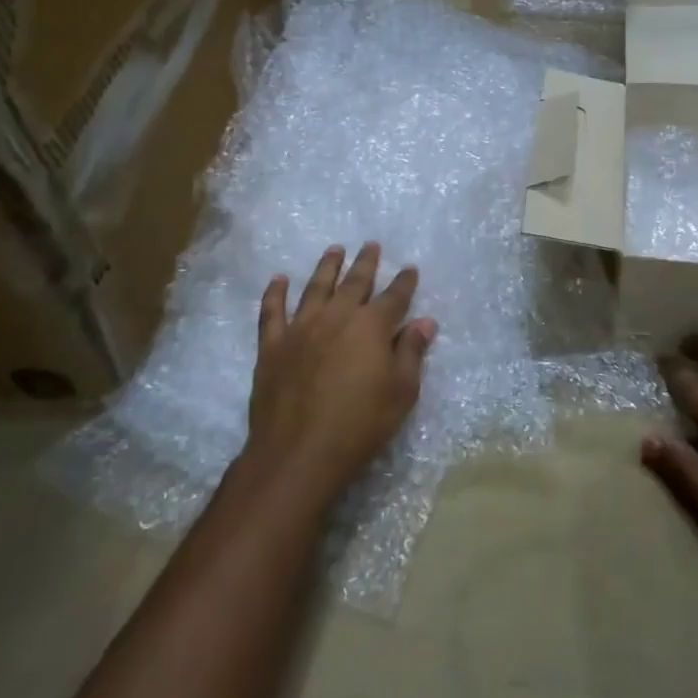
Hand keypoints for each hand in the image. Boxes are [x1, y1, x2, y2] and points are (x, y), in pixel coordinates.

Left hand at [246, 243, 435, 499]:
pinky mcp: (273, 345)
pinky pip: (272, 311)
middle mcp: (337, 316)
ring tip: (334, 250)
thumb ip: (411, 353)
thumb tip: (424, 322)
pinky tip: (279, 279)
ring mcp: (301, 327)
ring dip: (327, 266)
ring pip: (315, 287)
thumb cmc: (360, 424)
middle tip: (371, 245)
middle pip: (355, 282)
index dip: (404, 282)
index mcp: (372, 326)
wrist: (299, 452)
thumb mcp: (401, 392)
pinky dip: (275, 292)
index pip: (394, 296)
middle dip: (366, 262)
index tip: (409, 268)